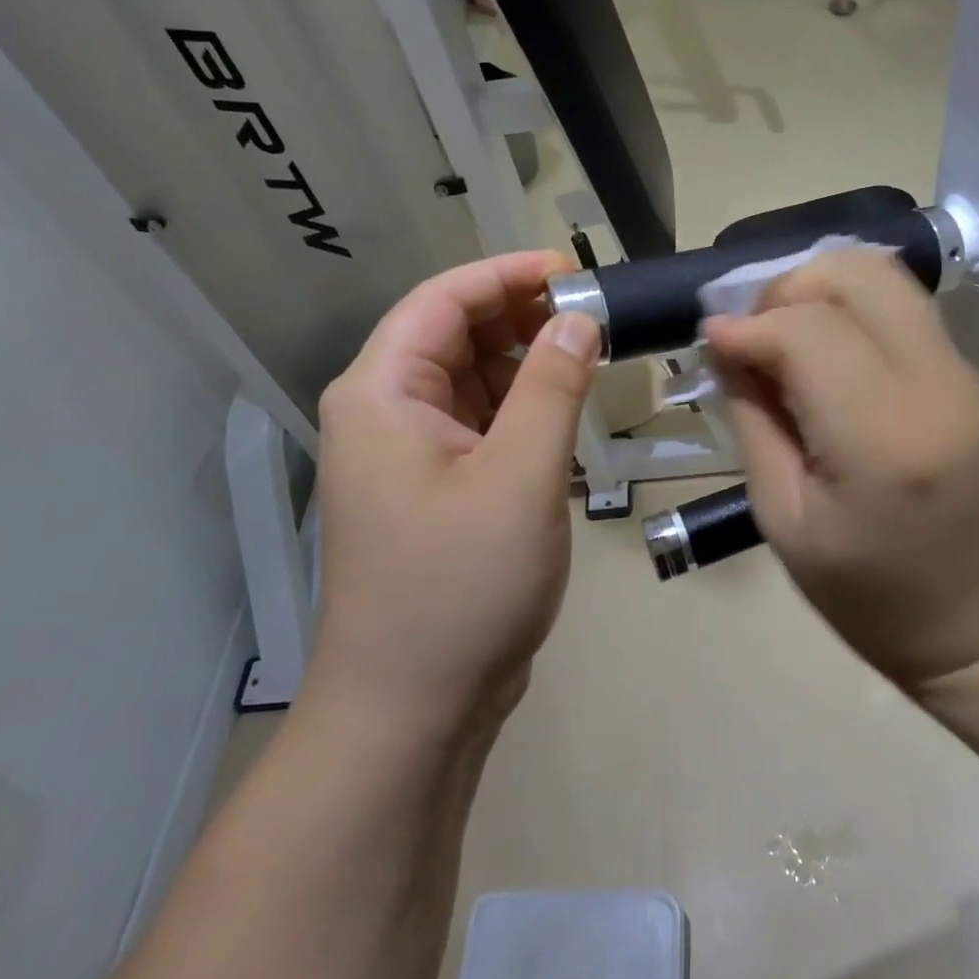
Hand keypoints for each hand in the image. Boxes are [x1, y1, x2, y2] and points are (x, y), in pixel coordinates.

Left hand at [307, 252, 601, 737]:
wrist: (415, 707)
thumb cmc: (461, 585)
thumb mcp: (520, 477)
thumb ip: (553, 388)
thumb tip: (581, 319)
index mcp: (383, 393)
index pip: (443, 300)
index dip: (508, 275)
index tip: (576, 271)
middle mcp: (386, 412)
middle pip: (455, 335)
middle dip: (523, 317)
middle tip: (596, 318)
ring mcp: (408, 453)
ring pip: (471, 380)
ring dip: (527, 365)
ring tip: (590, 361)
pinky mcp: (434, 487)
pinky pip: (479, 424)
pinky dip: (521, 410)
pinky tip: (564, 415)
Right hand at [704, 249, 978, 689]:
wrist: (974, 620)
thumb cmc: (864, 592)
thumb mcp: (782, 517)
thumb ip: (753, 418)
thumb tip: (727, 343)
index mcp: (883, 439)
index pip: (809, 332)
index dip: (750, 325)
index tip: (713, 342)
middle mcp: (936, 387)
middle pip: (857, 277)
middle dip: (788, 289)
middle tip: (754, 336)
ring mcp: (965, 376)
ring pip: (885, 278)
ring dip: (821, 291)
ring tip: (785, 339)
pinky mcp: (972, 376)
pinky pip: (903, 310)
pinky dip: (851, 311)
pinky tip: (825, 355)